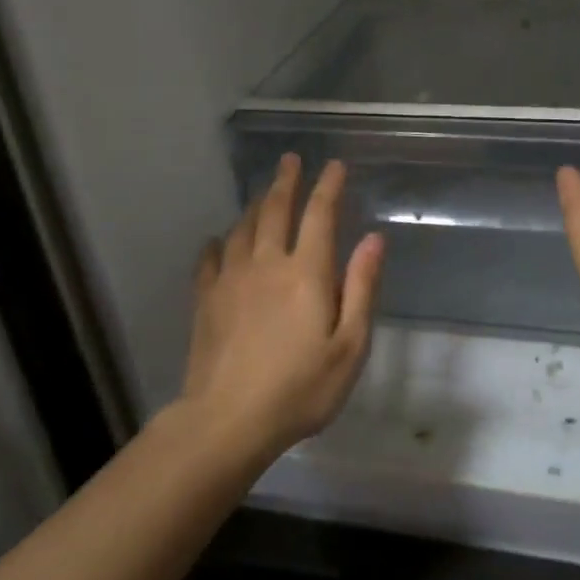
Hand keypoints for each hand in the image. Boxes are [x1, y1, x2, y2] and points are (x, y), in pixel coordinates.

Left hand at [179, 155, 384, 459]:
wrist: (228, 420)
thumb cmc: (301, 389)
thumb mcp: (350, 346)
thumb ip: (361, 288)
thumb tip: (373, 239)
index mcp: (306, 272)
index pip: (320, 215)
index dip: (328, 186)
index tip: (335, 165)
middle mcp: (267, 264)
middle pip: (276, 210)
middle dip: (286, 181)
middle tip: (290, 159)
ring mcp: (231, 279)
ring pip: (243, 228)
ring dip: (256, 205)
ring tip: (264, 194)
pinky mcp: (206, 299)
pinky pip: (210, 258)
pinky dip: (218, 243)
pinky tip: (218, 241)